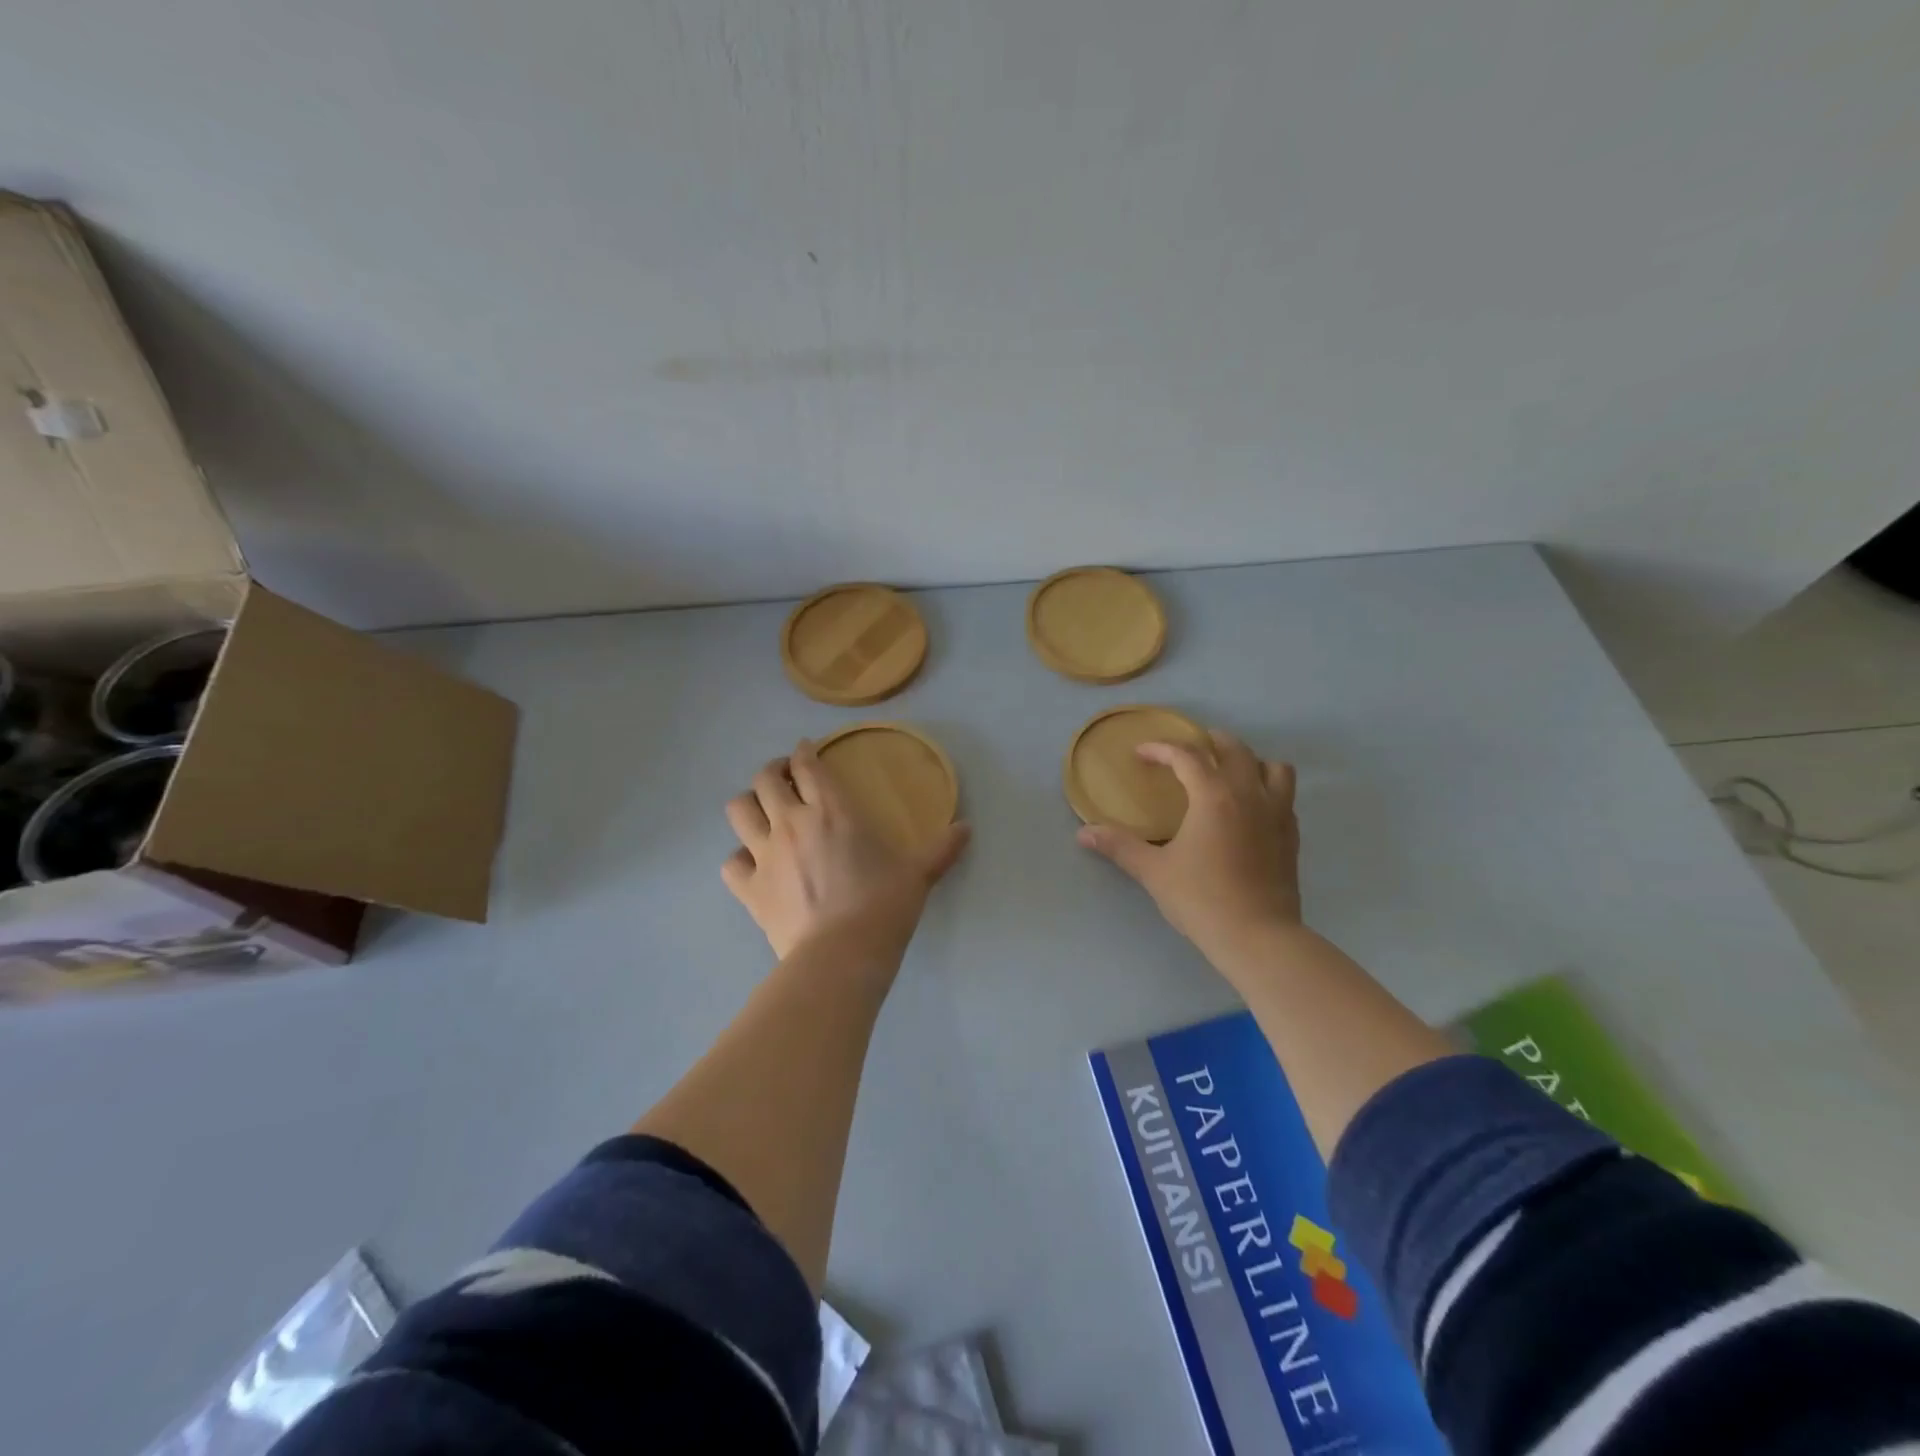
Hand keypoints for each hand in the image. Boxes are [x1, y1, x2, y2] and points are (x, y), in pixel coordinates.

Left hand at [722, 740, 971, 958]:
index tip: (806, 751)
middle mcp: (791, 823)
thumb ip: (941, 848)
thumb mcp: (918, 874)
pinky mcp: (749, 888)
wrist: (842, 955)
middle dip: (773, 771)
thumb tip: (967, 828)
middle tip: (784, 777)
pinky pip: (731, 862)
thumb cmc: (883, 906)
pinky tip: (752, 864)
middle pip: (765, 779)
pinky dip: (739, 858)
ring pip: (739, 810)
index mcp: (832, 810)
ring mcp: (765, 854)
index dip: (803, 752)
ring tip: (762, 811)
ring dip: (749, 804)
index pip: (807, 765)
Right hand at [1077, 730, 1300, 958]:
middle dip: (1208, 742)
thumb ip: (1120, 846)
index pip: (1186, 756)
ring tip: (1229, 774)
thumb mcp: (1154, 872)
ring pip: (1273, 767)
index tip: (1141, 754)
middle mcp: (1249, 794)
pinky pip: (1285, 797)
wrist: (1258, 937)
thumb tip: (1084, 833)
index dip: (1161, 749)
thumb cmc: (1201, 900)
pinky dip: (1268, 791)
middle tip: (1186, 753)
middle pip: (1234, 749)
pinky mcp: (1292, 836)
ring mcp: (1277, 814)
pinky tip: (1251, 810)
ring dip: (1250, 762)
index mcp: (1213, 796)